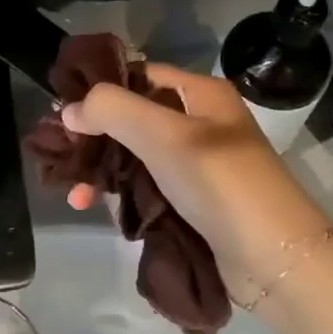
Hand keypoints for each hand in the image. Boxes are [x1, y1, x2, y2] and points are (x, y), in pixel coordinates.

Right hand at [59, 62, 332, 286]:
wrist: (273, 257)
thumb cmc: (219, 181)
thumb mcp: (163, 135)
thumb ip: (112, 111)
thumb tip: (68, 110)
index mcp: (200, 94)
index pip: (139, 76)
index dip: (100, 89)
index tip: (61, 111)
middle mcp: (198, 123)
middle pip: (132, 119)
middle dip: (94, 138)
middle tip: (59, 158)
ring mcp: (195, 165)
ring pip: (134, 157)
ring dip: (101, 172)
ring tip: (74, 197)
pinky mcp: (192, 202)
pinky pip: (146, 188)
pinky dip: (120, 195)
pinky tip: (96, 208)